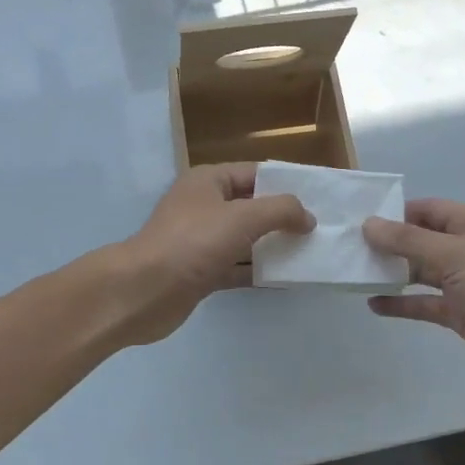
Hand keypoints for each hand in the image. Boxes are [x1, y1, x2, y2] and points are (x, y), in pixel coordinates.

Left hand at [111, 163, 313, 345]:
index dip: (286, 183)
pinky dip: (258, 271)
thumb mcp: (242, 217)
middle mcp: (203, 206)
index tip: (320, 198)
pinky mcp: (200, 272)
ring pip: (245, 239)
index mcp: (208, 181)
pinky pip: (236, 266)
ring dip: (273, 246)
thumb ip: (281, 211)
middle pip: (251, 206)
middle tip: (321, 230)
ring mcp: (200, 241)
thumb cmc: (192, 243)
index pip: (255, 173)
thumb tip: (308, 217)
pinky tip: (286, 279)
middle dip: (283, 218)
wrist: (143, 291)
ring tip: (312, 254)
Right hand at [362, 199, 464, 407]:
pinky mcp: (462, 314)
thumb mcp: (454, 256)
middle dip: (387, 244)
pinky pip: (425, 303)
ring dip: (391, 273)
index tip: (357, 221)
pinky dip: (402, 303)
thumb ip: (408, 241)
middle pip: (420, 240)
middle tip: (347, 248)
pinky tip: (374, 305)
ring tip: (353, 274)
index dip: (394, 213)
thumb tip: (368, 224)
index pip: (427, 209)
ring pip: (420, 272)